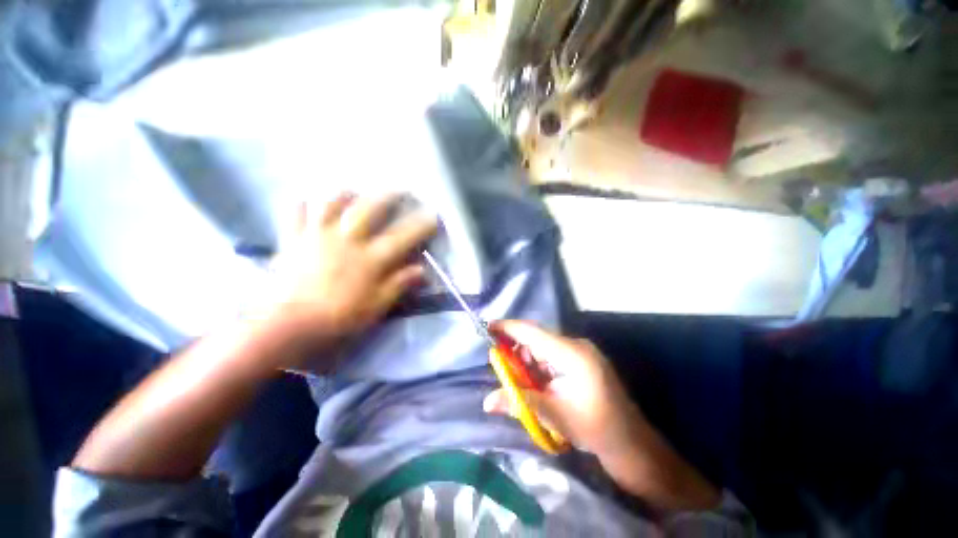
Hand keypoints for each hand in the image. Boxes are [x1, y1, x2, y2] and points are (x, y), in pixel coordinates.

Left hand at [263, 192, 437, 367]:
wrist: (286, 326)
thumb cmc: (338, 318)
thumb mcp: (376, 307)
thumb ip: (399, 285)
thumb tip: (422, 270)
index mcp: (369, 259)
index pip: (402, 237)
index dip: (421, 225)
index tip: (433, 215)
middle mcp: (346, 240)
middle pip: (368, 209)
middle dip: (387, 196)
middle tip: (400, 189)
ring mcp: (317, 237)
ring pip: (332, 204)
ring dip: (346, 194)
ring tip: (355, 190)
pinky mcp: (293, 240)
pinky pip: (295, 214)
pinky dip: (302, 204)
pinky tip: (308, 201)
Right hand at [483, 320, 720, 511]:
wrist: (631, 443)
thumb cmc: (594, 428)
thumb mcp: (553, 415)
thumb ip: (519, 402)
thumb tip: (486, 401)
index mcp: (571, 353)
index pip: (532, 332)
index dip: (508, 327)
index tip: (487, 327)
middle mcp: (576, 345)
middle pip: (536, 338)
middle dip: (516, 350)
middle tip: (501, 367)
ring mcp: (580, 352)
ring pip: (543, 347)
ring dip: (527, 361)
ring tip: (521, 383)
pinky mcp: (581, 360)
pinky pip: (552, 355)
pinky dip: (539, 366)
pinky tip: (536, 383)